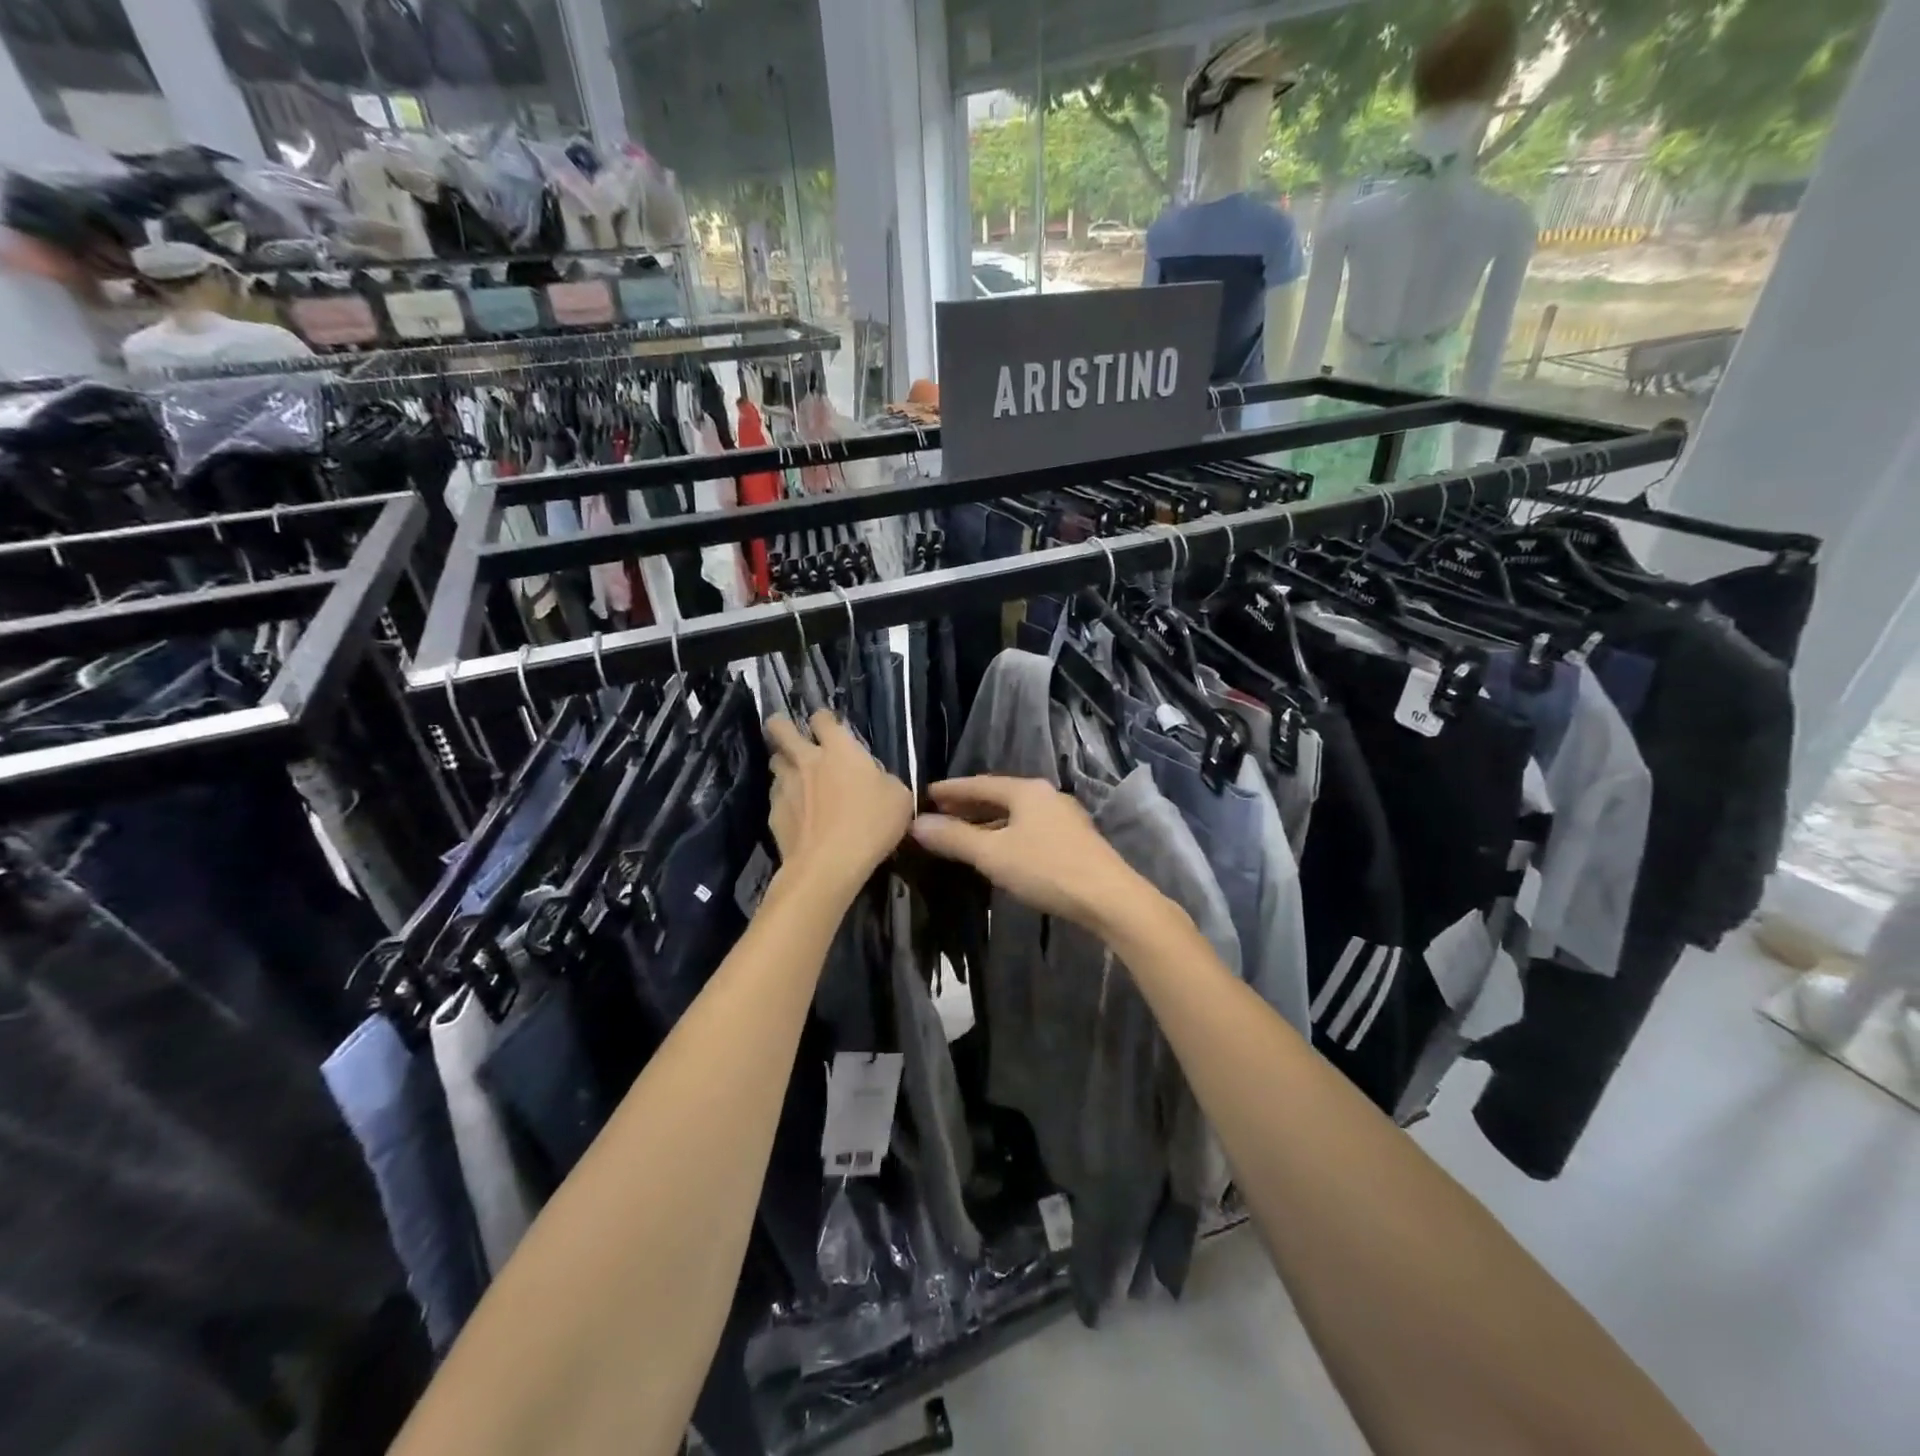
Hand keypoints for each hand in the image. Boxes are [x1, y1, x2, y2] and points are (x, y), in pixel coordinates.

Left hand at [765, 711, 912, 897]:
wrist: (830, 863)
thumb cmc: (871, 824)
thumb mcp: (899, 798)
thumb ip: (884, 780)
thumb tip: (876, 780)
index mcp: (840, 750)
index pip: (823, 719)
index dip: (823, 718)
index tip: (827, 724)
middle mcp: (807, 760)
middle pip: (780, 730)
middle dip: (780, 725)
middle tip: (786, 731)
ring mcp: (786, 785)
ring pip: (775, 762)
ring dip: (783, 763)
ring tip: (793, 773)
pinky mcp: (773, 812)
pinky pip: (776, 796)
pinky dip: (784, 798)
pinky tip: (794, 811)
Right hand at [910, 776, 1150, 932]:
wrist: (1109, 897)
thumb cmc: (1046, 869)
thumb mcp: (993, 855)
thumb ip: (954, 838)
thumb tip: (917, 825)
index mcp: (1026, 790)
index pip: (978, 784)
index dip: (950, 790)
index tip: (925, 795)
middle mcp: (1045, 796)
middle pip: (998, 796)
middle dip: (967, 806)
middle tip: (938, 815)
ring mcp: (1063, 817)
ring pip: (1015, 814)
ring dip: (987, 823)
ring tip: (962, 834)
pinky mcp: (1073, 840)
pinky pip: (1029, 828)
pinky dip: (1006, 834)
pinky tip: (998, 851)